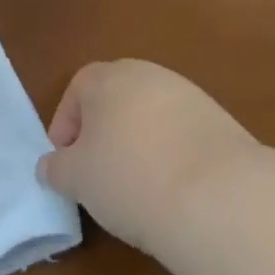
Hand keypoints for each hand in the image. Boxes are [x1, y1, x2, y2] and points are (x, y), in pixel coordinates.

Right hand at [38, 59, 260, 249]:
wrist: (220, 198)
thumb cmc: (129, 178)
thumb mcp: (76, 179)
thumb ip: (56, 168)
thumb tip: (50, 166)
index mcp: (108, 76)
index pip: (77, 90)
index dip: (66, 125)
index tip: (66, 162)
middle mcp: (149, 75)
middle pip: (116, 99)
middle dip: (103, 133)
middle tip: (98, 172)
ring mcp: (190, 97)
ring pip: (151, 118)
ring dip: (139, 145)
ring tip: (138, 188)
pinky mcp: (223, 125)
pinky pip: (183, 137)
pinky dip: (173, 157)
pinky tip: (174, 192)